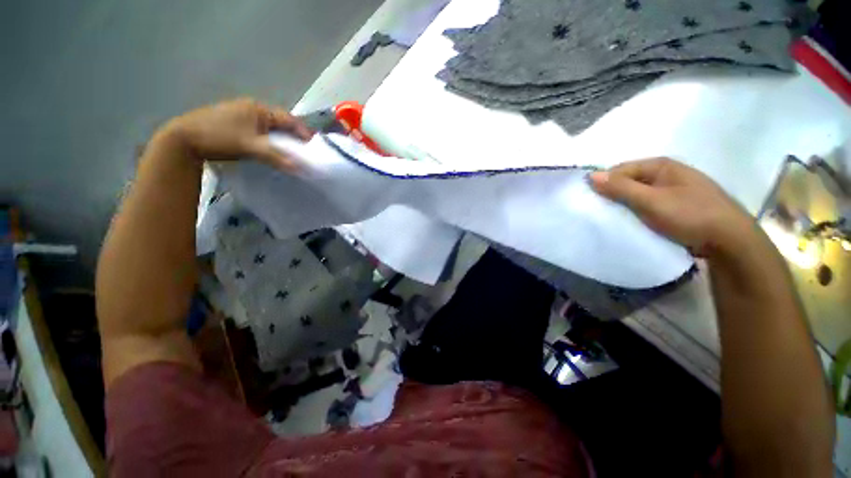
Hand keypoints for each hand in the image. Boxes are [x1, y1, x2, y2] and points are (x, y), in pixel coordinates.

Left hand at [162, 98, 312, 169]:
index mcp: (258, 109)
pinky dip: (269, 139)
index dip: (303, 132)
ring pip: (269, 127)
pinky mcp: (234, 123)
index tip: (314, 146)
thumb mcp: (250, 147)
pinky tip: (270, 149)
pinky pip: (259, 130)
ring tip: (290, 152)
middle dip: (293, 135)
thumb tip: (300, 168)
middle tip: (304, 150)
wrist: (183, 138)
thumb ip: (276, 157)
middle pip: (280, 122)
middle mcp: (252, 108)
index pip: (288, 119)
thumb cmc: (218, 137)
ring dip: (281, 138)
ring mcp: (241, 114)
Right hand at [589, 158, 755, 257]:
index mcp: (661, 165)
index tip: (593, 202)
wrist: (730, 241)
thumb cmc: (690, 215)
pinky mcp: (677, 205)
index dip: (605, 183)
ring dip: (626, 205)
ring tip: (616, 219)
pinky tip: (634, 222)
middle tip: (603, 212)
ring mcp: (674, 189)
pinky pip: (649, 204)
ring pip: (638, 194)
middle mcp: (667, 173)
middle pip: (629, 181)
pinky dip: (638, 212)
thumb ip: (621, 188)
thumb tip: (591, 175)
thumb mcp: (651, 201)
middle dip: (614, 195)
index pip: (620, 169)